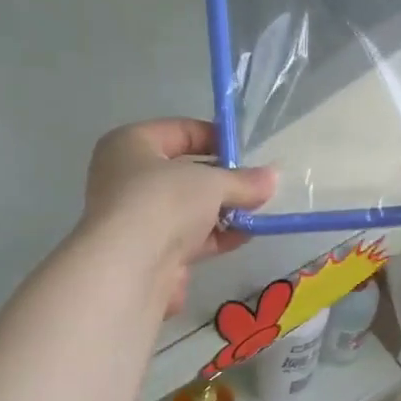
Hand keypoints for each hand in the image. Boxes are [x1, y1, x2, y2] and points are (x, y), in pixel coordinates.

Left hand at [80, 119, 276, 314]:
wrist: (132, 268)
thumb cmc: (164, 202)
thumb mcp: (211, 182)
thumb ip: (243, 181)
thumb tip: (273, 178)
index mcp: (129, 145)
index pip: (179, 132)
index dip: (215, 138)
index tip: (247, 151)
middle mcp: (127, 180)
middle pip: (184, 174)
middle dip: (222, 181)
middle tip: (256, 186)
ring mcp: (138, 220)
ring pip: (188, 210)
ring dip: (222, 212)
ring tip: (258, 212)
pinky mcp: (151, 254)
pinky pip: (188, 239)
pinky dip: (214, 238)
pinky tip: (243, 237)